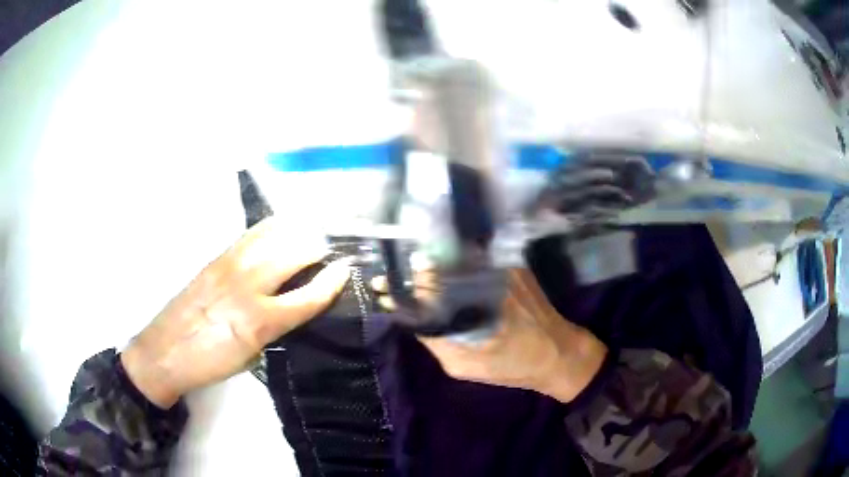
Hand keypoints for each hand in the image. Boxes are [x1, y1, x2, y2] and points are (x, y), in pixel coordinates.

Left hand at [121, 218, 349, 407]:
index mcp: (259, 321)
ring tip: (308, 233)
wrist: (165, 351)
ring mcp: (229, 266)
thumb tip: (294, 306)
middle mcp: (247, 286)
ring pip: (271, 236)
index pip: (307, 296)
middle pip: (292, 254)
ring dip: (295, 232)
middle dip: (317, 249)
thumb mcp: (251, 356)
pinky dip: (270, 229)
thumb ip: (275, 326)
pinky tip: (277, 230)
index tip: (345, 270)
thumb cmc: (211, 363)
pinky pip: (249, 236)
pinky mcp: (215, 259)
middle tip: (328, 253)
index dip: (331, 282)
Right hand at [373, 266, 606, 401]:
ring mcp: (499, 265)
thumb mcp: (463, 366)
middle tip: (400, 280)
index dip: (400, 284)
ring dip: (435, 262)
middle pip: (437, 262)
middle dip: (414, 269)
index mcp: (467, 302)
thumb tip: (411, 317)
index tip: (384, 287)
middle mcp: (482, 276)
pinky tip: (453, 273)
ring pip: (455, 256)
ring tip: (422, 275)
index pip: (422, 282)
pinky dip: (459, 262)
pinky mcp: (512, 263)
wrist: (557, 352)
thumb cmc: (511, 365)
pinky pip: (476, 257)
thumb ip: (434, 340)